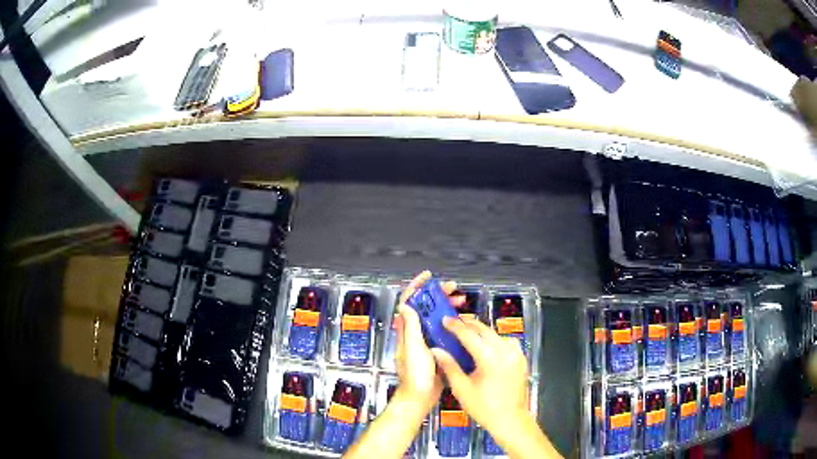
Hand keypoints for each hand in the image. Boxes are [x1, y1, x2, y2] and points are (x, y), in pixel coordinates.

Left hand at [393, 271, 462, 415]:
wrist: (420, 397)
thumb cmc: (415, 374)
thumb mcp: (413, 349)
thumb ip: (409, 327)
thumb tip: (405, 304)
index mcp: (406, 330)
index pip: (408, 302)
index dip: (416, 286)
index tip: (429, 277)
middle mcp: (414, 332)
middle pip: (424, 306)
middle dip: (437, 294)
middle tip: (454, 289)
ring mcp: (425, 340)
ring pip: (434, 317)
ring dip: (446, 306)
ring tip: (461, 302)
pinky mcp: (435, 348)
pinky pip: (443, 330)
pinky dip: (452, 322)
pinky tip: (463, 321)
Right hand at [430, 316, 529, 435]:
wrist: (510, 420)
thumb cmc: (484, 407)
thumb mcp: (461, 389)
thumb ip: (449, 367)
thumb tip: (435, 350)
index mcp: (489, 358)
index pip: (469, 335)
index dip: (455, 326)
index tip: (444, 320)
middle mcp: (505, 351)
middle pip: (485, 330)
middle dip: (469, 324)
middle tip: (454, 322)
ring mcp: (516, 354)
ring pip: (497, 334)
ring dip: (482, 331)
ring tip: (468, 333)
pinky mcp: (521, 359)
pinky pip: (508, 342)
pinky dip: (496, 339)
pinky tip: (488, 346)